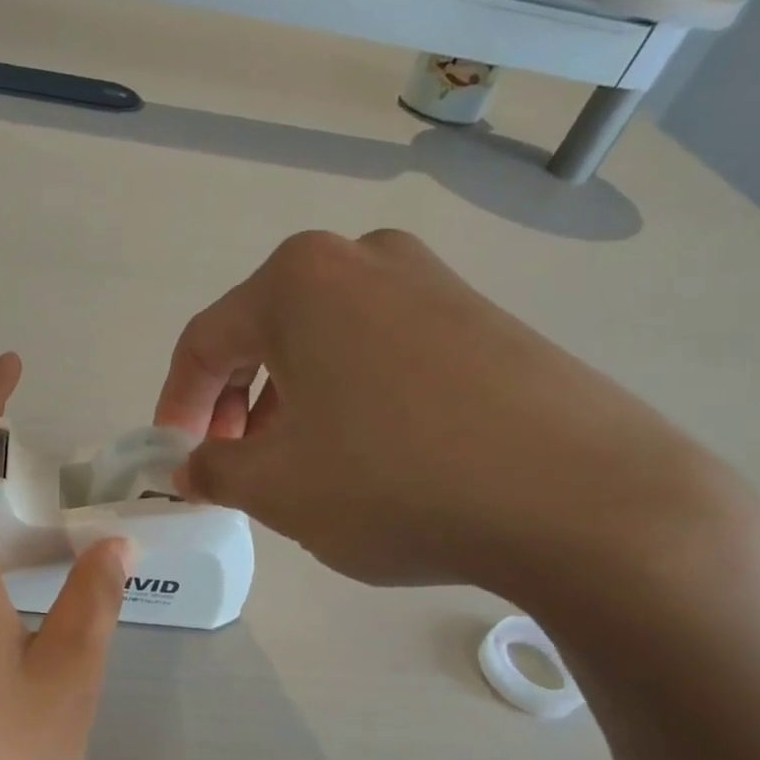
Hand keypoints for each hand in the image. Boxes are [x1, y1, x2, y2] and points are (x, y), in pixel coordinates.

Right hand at [154, 229, 741, 599]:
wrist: (584, 500)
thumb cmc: (394, 482)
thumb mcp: (276, 488)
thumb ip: (213, 469)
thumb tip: (191, 465)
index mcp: (297, 282)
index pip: (204, 342)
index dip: (177, 404)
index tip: (175, 457)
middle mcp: (362, 260)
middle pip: (265, 335)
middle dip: (237, 404)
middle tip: (236, 464)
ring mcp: (432, 282)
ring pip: (325, 344)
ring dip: (292, 403)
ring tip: (301, 467)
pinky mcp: (482, 319)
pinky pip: (383, 352)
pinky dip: (351, 398)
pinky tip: (369, 454)